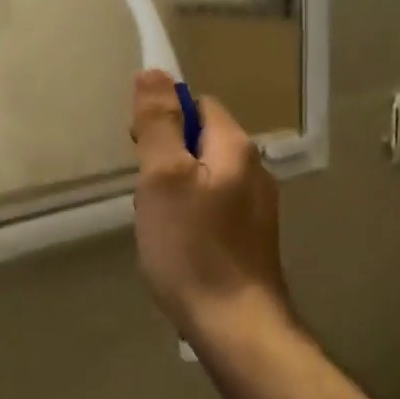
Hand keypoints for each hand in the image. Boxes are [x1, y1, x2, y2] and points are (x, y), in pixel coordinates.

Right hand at [130, 70, 290, 343]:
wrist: (235, 325)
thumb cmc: (191, 248)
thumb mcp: (163, 178)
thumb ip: (159, 124)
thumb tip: (154, 73)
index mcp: (236, 148)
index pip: (200, 104)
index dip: (166, 117)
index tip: (141, 150)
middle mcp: (255, 170)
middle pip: (204, 140)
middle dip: (168, 156)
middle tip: (145, 192)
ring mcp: (258, 208)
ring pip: (207, 176)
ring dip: (178, 187)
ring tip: (157, 221)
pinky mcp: (252, 239)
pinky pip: (215, 207)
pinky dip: (192, 214)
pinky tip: (178, 243)